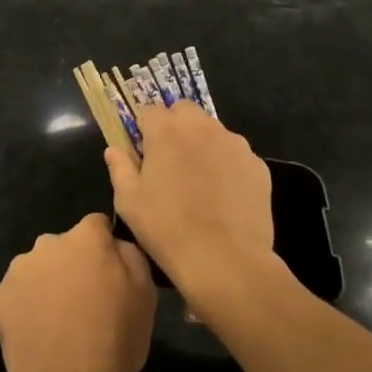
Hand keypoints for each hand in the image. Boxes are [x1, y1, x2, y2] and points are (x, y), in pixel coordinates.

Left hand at [0, 213, 155, 371]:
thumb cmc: (114, 339)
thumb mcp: (145, 296)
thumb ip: (131, 257)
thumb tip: (116, 246)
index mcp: (86, 238)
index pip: (98, 225)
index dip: (105, 248)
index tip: (111, 275)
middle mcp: (49, 242)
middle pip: (65, 247)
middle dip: (73, 266)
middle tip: (85, 304)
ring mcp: (20, 268)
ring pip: (39, 269)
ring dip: (48, 285)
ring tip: (60, 325)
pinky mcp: (0, 296)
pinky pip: (18, 295)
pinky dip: (27, 308)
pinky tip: (39, 336)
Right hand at [106, 102, 276, 306]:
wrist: (226, 261)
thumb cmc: (168, 229)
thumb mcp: (129, 202)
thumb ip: (120, 167)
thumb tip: (114, 149)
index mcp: (166, 131)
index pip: (150, 110)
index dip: (144, 128)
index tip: (143, 151)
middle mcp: (202, 127)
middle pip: (184, 111)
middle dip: (175, 126)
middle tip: (171, 160)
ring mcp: (234, 144)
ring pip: (213, 131)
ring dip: (203, 143)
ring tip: (200, 180)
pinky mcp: (257, 165)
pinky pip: (236, 154)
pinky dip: (227, 165)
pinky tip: (224, 195)